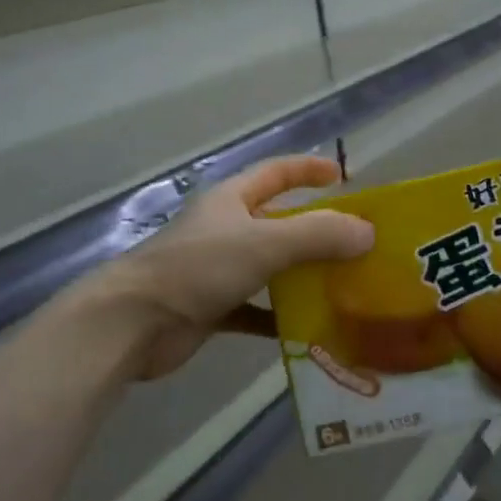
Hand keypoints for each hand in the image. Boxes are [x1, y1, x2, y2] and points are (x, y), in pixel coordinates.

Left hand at [98, 154, 373, 380]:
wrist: (133, 323)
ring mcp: (217, 270)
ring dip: (303, 278)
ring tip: (345, 289)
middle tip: (358, 246)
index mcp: (232, 201)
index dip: (309, 169)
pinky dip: (280, 318)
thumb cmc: (198, 268)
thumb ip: (317, 235)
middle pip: (279, 223)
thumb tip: (367, 232)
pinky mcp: (212, 308)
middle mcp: (226, 230)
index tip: (344, 177)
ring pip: (271, 268)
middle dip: (316, 232)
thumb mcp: (264, 243)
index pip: (277, 172)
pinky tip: (310, 331)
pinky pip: (256, 309)